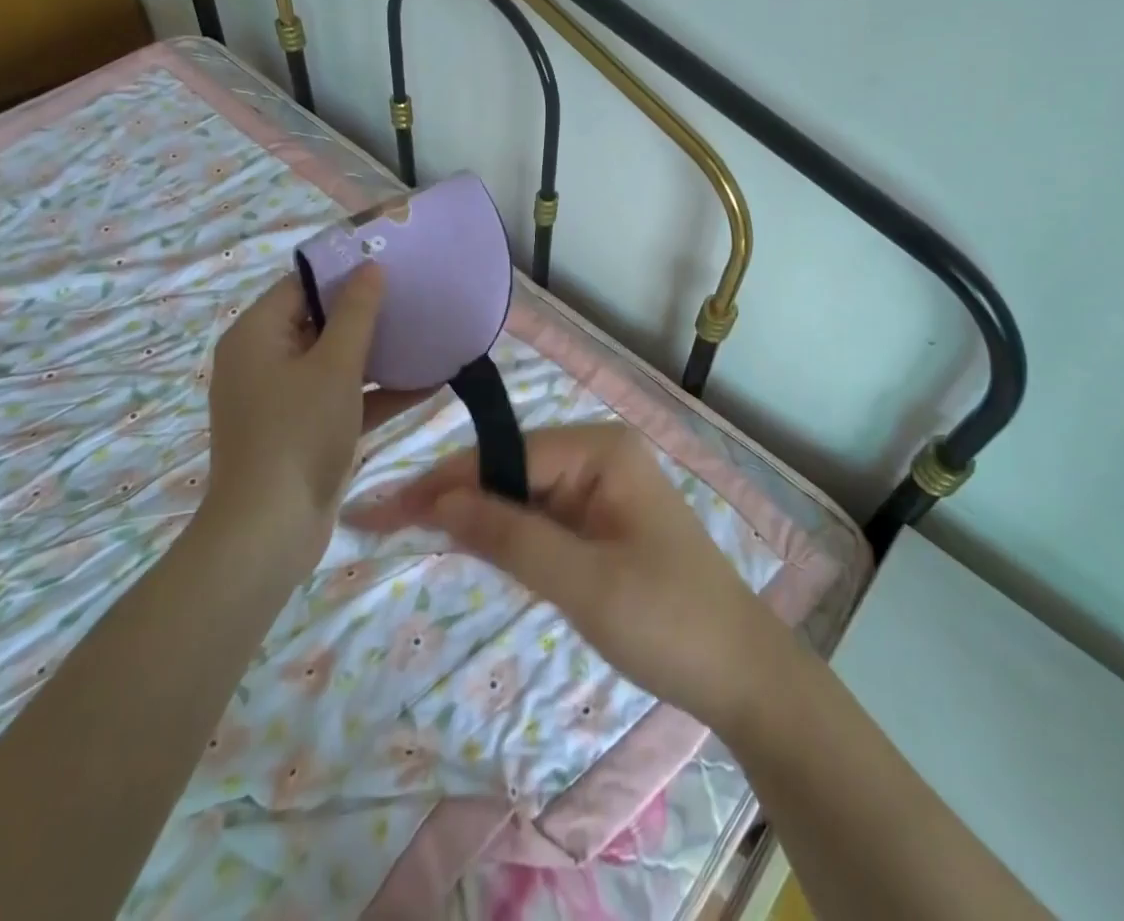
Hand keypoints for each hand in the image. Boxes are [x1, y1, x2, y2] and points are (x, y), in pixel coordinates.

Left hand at [200, 267, 430, 570]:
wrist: (269, 531)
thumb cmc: (298, 433)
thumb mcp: (335, 366)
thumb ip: (357, 314)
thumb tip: (371, 267)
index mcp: (257, 335)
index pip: (302, 284)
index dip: (344, 270)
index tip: (390, 260)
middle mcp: (264, 360)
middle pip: (320, 321)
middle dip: (369, 312)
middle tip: (415, 295)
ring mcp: (284, 398)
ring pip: (336, 361)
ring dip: (379, 354)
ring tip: (428, 333)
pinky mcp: (304, 429)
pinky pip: (343, 397)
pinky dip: (377, 392)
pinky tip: (429, 383)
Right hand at [348, 423, 793, 731]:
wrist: (742, 674)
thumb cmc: (668, 621)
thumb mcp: (582, 582)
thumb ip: (508, 536)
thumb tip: (436, 502)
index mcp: (600, 449)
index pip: (504, 455)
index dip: (442, 483)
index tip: (382, 509)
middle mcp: (599, 455)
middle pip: (508, 469)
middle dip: (451, 496)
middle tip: (382, 522)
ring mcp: (601, 487)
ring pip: (520, 494)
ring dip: (473, 515)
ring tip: (406, 530)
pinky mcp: (601, 521)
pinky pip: (541, 517)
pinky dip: (505, 534)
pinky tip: (468, 544)